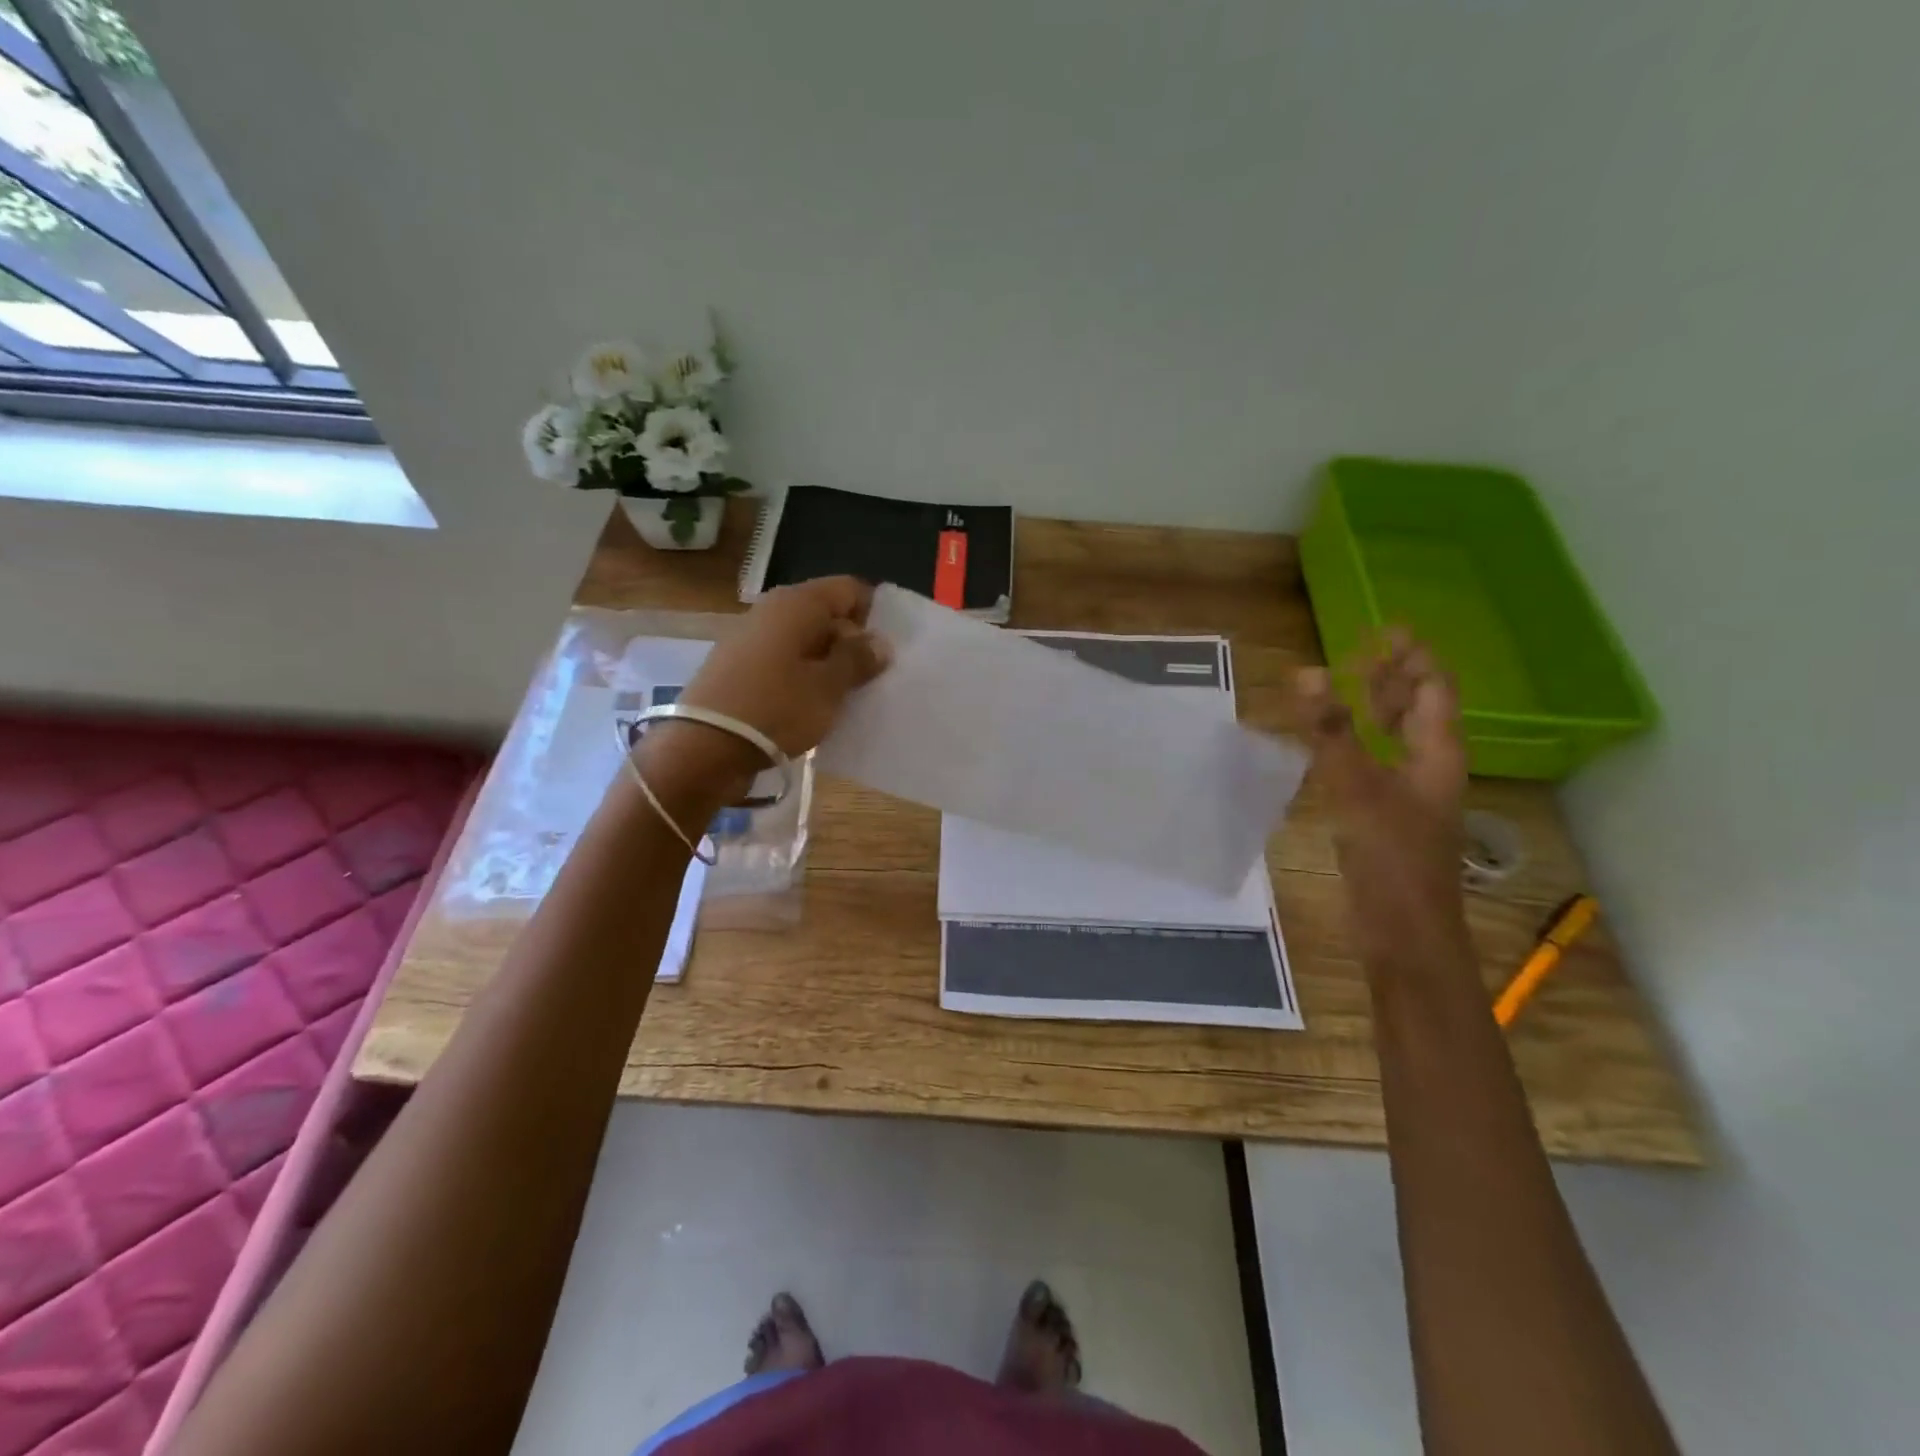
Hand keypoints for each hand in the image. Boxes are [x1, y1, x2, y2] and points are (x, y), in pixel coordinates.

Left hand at [639, 577, 890, 799]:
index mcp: (797, 604)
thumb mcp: (829, 687)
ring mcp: (751, 638)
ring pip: (805, 641)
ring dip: (828, 664)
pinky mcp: (739, 667)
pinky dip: (804, 677)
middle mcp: (772, 610)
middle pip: (826, 615)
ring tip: (847, 697)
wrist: (705, 748)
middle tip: (873, 679)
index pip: (849, 590)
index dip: (874, 614)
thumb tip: (878, 641)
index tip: (888, 650)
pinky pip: (784, 662)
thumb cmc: (776, 709)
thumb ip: (858, 659)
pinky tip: (814, 706)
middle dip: (853, 643)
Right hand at [1295, 631, 1470, 974]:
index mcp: (1436, 755)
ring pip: (1400, 740)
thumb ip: (1331, 732)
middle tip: (1364, 653)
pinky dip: (1359, 744)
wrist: (1405, 934)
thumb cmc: (1391, 859)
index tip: (1385, 630)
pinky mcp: (1389, 819)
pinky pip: (1378, 765)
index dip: (1412, 658)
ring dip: (1380, 711)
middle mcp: (1429, 769)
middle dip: (1396, 679)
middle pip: (1421, 712)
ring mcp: (1411, 797)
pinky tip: (1335, 749)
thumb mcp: (1356, 789)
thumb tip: (1308, 672)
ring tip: (1353, 689)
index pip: (1432, 691)